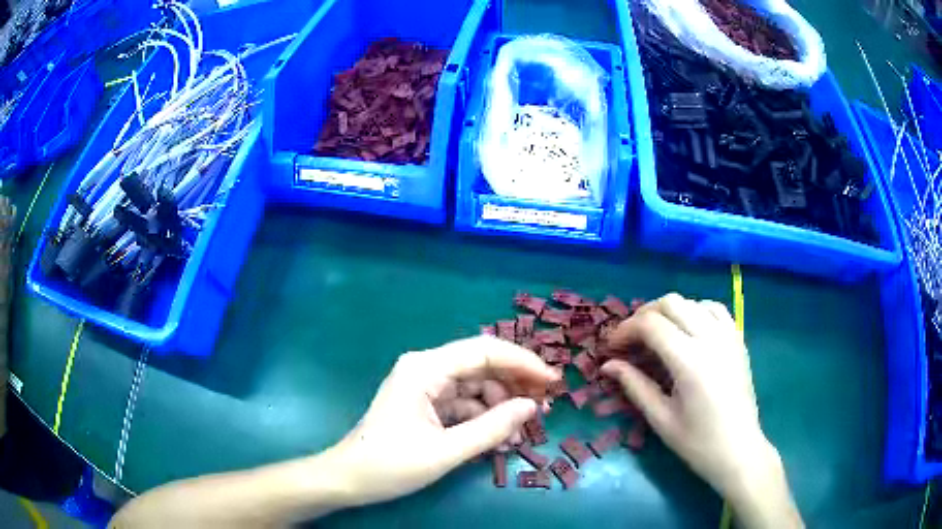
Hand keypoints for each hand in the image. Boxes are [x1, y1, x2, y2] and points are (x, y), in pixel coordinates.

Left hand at [324, 335, 558, 507]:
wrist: (349, 479)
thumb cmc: (390, 465)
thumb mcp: (446, 451)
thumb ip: (492, 428)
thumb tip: (531, 407)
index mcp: (425, 369)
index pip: (484, 351)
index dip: (523, 363)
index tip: (552, 381)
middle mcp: (425, 368)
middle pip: (481, 366)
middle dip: (514, 385)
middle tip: (544, 407)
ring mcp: (424, 385)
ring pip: (475, 385)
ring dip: (500, 405)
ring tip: (519, 432)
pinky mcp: (424, 403)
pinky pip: (462, 402)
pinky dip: (483, 417)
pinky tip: (498, 437)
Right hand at [600, 294, 799, 527]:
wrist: (739, 450)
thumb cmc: (697, 442)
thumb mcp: (661, 419)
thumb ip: (635, 386)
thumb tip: (607, 365)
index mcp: (690, 361)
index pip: (651, 325)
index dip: (625, 330)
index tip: (611, 348)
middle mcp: (711, 339)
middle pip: (671, 303)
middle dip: (644, 316)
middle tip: (630, 340)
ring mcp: (728, 336)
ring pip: (693, 302)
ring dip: (669, 311)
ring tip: (657, 334)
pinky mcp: (738, 340)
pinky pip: (715, 309)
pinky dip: (696, 311)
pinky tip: (689, 330)